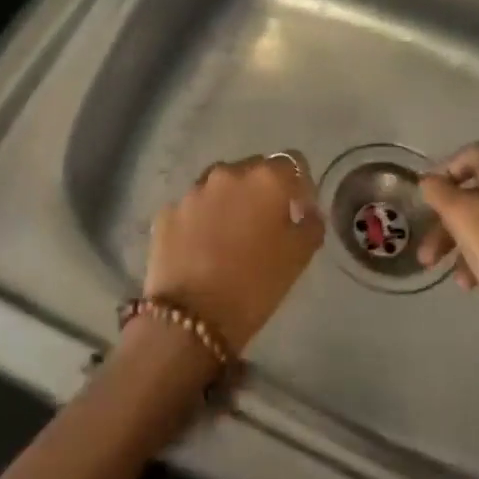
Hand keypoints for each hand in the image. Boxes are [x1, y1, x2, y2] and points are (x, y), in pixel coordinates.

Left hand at [144, 152, 323, 353]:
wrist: (192, 317)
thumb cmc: (255, 286)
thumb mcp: (298, 258)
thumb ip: (310, 225)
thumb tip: (307, 212)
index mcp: (266, 179)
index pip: (292, 161)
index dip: (300, 184)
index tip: (299, 210)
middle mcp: (228, 174)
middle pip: (254, 169)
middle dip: (263, 190)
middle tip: (265, 223)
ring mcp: (193, 191)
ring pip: (219, 185)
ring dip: (230, 200)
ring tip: (230, 233)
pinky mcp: (167, 211)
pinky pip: (193, 207)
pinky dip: (201, 219)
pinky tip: (202, 246)